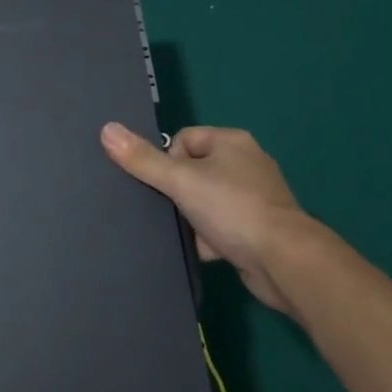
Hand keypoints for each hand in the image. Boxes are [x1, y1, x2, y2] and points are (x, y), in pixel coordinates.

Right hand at [101, 122, 316, 314]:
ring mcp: (256, 197)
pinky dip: (211, 238)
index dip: (168, 160)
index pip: (184, 139)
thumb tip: (106, 129)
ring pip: (207, 200)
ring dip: (193, 217)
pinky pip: (223, 226)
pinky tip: (202, 251)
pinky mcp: (260, 229)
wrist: (284, 262)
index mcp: (232, 141)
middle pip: (194, 170)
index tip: (166, 185)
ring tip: (185, 232)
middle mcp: (247, 163)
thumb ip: (142, 159)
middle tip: (169, 209)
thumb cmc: (232, 208)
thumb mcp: (180, 180)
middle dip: (179, 192)